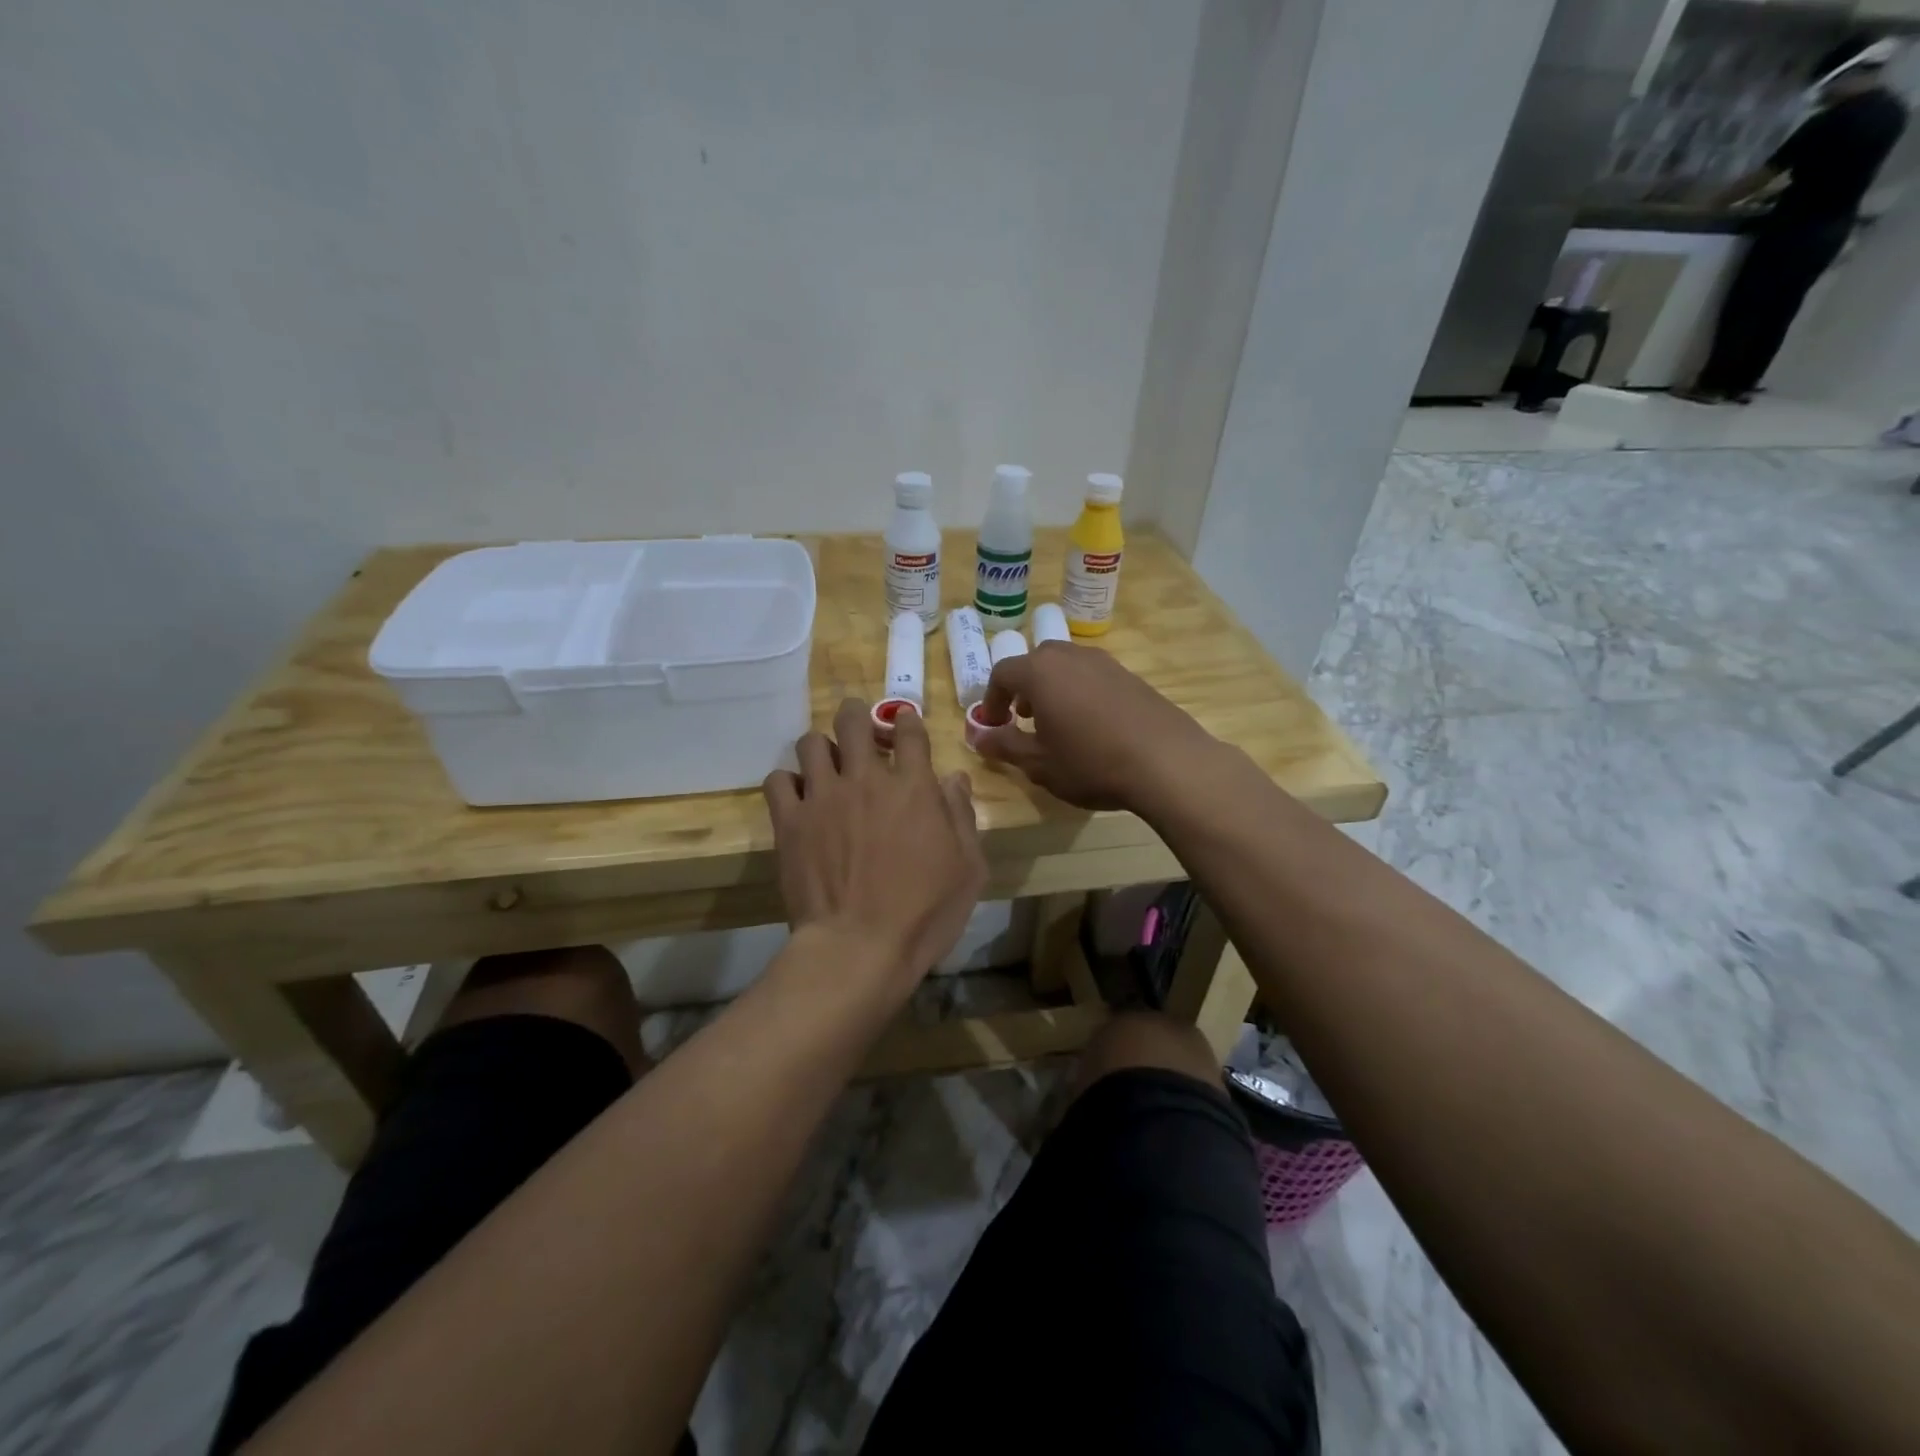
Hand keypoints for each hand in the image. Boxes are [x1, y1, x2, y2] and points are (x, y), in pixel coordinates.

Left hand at [763, 699, 985, 986]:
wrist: (859, 947)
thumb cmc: (925, 913)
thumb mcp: (968, 869)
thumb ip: (962, 816)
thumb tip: (953, 778)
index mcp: (914, 787)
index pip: (909, 730)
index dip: (906, 722)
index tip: (904, 727)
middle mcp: (866, 780)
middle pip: (853, 721)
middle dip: (857, 715)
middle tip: (859, 728)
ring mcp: (823, 797)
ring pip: (811, 742)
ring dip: (822, 748)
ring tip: (826, 766)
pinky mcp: (790, 821)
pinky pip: (777, 780)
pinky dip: (787, 782)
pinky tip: (798, 798)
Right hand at [972, 642, 1213, 811]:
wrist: (1166, 762)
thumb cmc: (1091, 763)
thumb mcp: (1039, 763)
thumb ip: (1004, 745)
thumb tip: (978, 736)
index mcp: (1040, 672)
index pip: (1002, 672)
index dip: (992, 699)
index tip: (995, 726)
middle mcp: (1070, 656)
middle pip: (1035, 662)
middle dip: (1023, 688)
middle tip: (1024, 718)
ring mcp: (1105, 662)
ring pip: (1066, 665)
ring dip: (1053, 688)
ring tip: (1058, 723)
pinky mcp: (1131, 675)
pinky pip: (1093, 676)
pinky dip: (1080, 692)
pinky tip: (1092, 725)